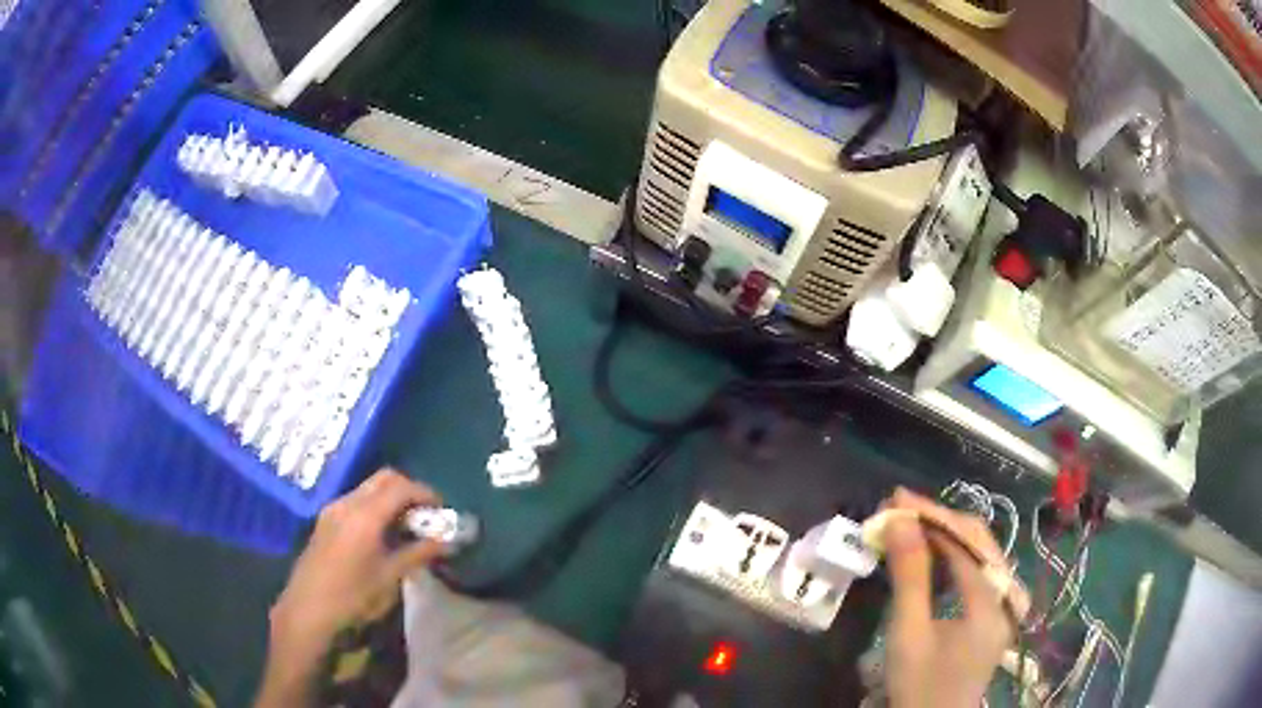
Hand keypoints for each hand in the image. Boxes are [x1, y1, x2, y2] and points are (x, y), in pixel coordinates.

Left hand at [257, 469, 442, 706]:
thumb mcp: (390, 577)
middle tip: (425, 514)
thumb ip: (419, 553)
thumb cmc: (353, 596)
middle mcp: (347, 503)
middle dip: (408, 490)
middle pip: (383, 479)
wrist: (309, 610)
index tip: (442, 510)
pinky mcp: (326, 521)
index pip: (401, 486)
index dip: (425, 493)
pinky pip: (356, 501)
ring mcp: (333, 510)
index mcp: (365, 514)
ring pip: (368, 489)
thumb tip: (449, 541)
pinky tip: (382, 534)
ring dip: (391, 499)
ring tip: (407, 527)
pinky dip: (375, 507)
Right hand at [882, 488, 1015, 707]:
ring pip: (979, 551)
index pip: (966, 539)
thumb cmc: (920, 685)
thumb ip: (909, 575)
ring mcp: (1005, 602)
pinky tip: (930, 555)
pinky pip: (977, 570)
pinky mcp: (996, 611)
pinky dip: (952, 556)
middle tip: (898, 509)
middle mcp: (1008, 592)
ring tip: (909, 526)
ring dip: (944, 535)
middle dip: (938, 520)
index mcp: (993, 600)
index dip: (931, 514)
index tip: (895, 497)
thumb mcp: (909, 634)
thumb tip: (898, 520)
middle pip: (978, 539)